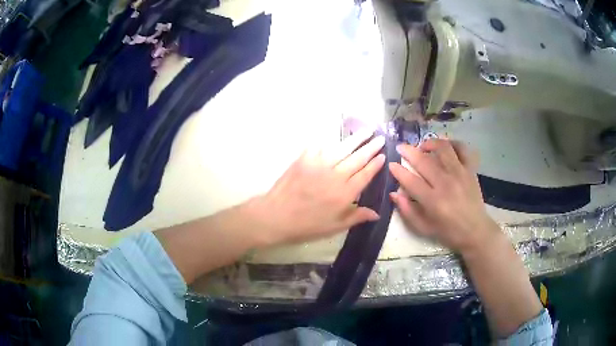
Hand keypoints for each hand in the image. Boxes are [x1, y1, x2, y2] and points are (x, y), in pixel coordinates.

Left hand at [250, 130, 385, 244]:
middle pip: (357, 158)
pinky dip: (328, 142)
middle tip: (380, 138)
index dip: (375, 165)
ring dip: (356, 139)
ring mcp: (319, 165)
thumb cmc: (306, 226)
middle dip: (371, 147)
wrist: (276, 216)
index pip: (365, 174)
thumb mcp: (334, 227)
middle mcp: (336, 175)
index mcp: (345, 193)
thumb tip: (376, 213)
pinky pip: (319, 146)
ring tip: (366, 130)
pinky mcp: (304, 159)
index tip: (383, 155)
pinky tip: (335, 138)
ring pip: (342, 148)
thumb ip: (356, 217)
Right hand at [389, 139, 498, 253]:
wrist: (475, 231)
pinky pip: (463, 149)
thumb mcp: (424, 228)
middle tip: (400, 147)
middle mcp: (446, 184)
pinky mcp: (470, 170)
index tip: (391, 164)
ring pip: (443, 149)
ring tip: (423, 146)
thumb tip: (394, 193)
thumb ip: (407, 211)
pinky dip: (453, 143)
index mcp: (433, 201)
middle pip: (424, 161)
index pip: (411, 181)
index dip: (398, 171)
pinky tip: (445, 146)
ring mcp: (460, 174)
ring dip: (430, 143)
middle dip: (408, 151)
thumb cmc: (448, 232)